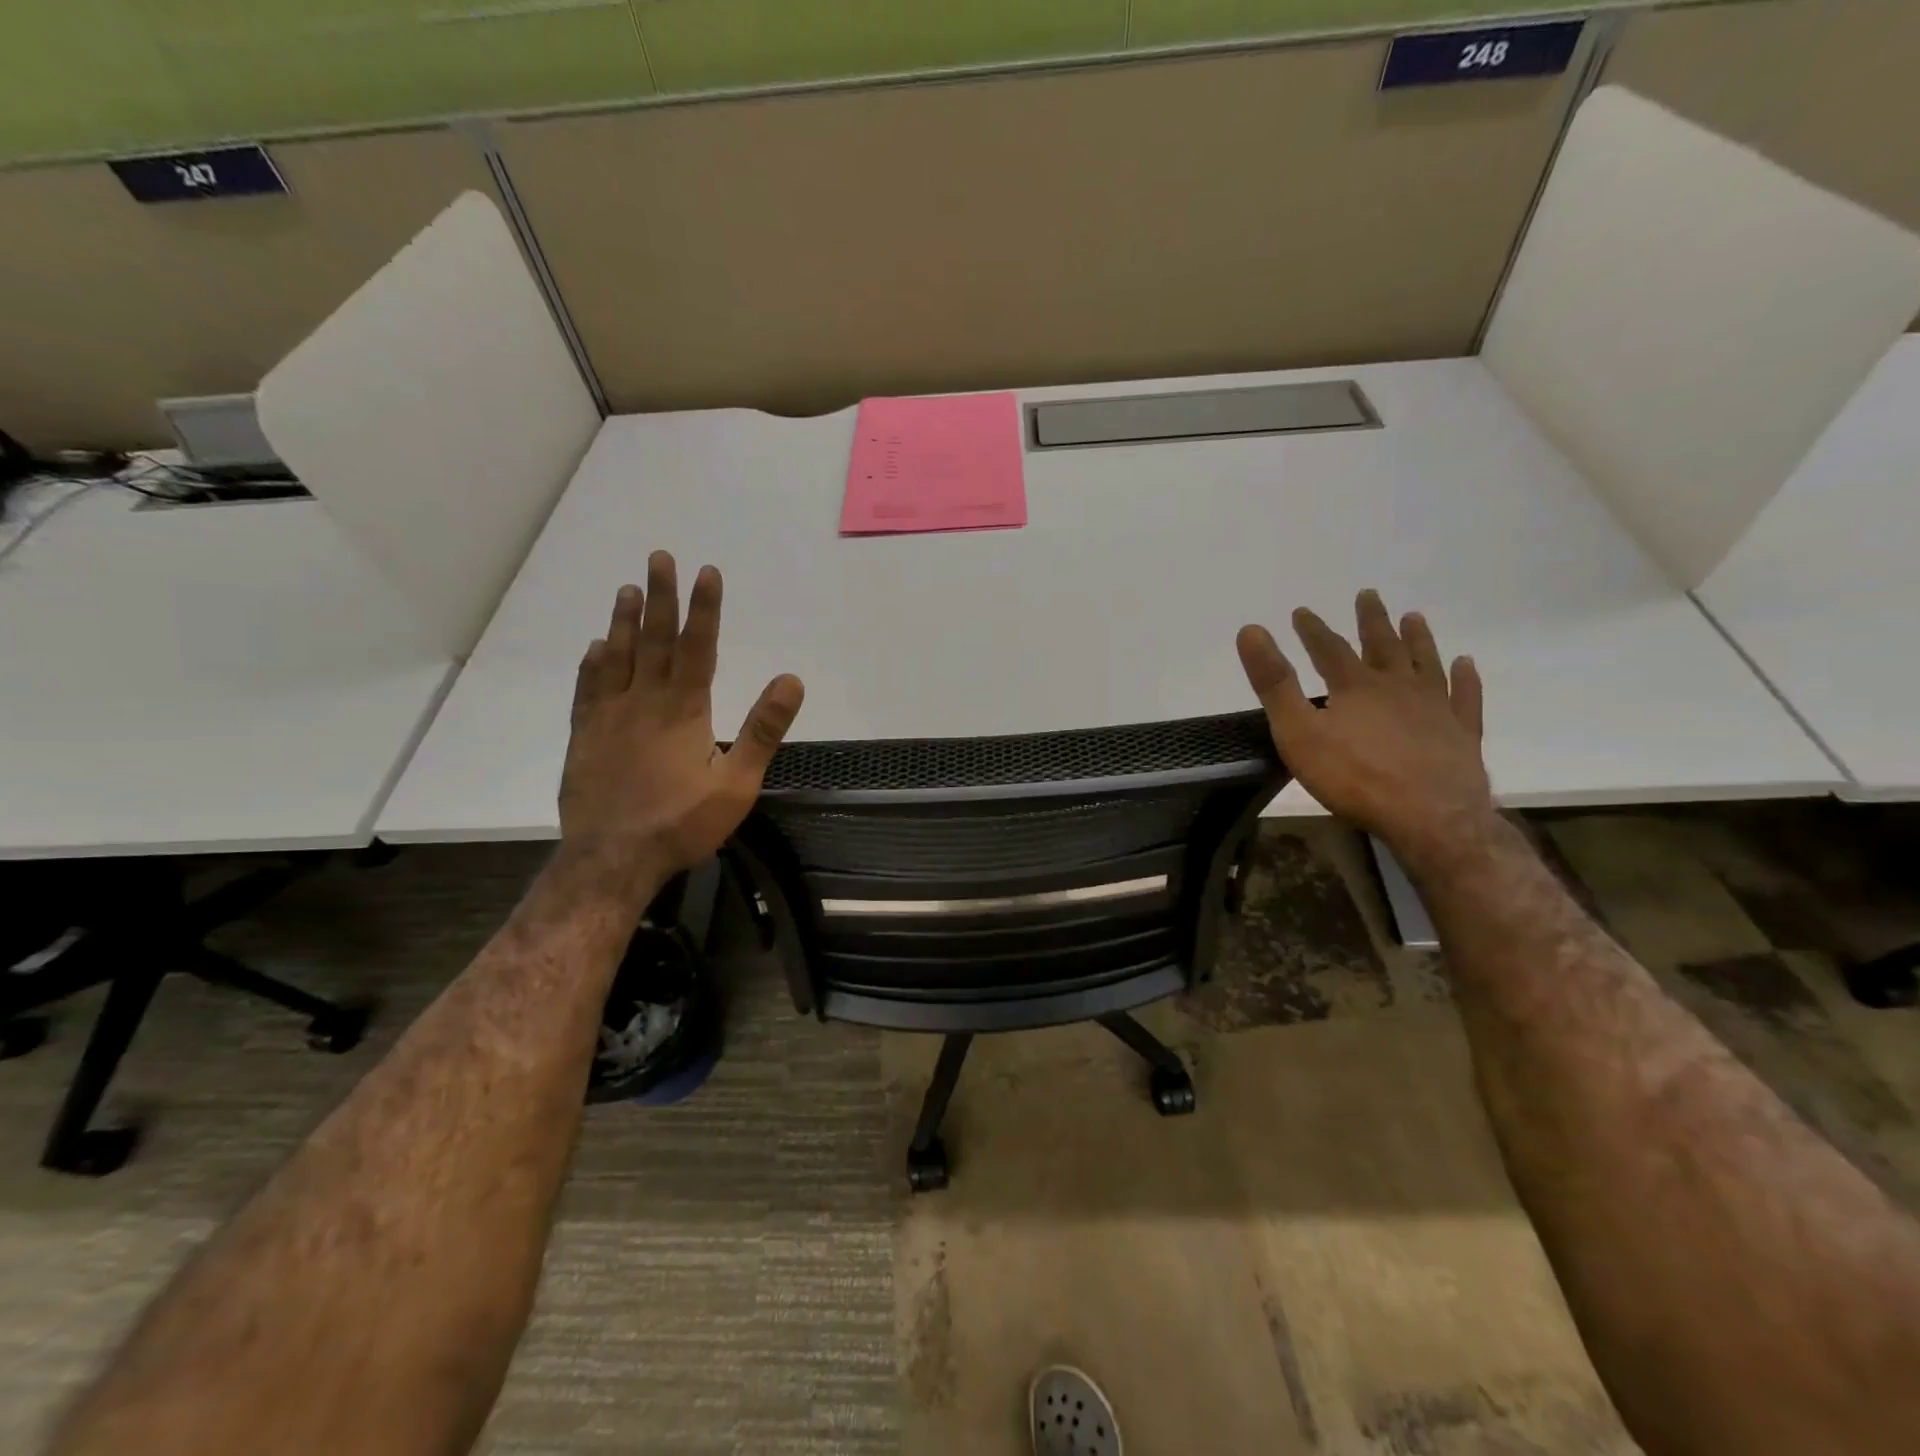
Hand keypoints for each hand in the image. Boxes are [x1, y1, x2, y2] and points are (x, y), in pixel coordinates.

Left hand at [560, 551, 803, 890]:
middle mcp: (643, 701)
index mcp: (684, 710)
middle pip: (653, 639)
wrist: (612, 860)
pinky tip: (596, 647)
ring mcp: (608, 717)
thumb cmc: (681, 823)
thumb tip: (790, 680)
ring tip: (627, 588)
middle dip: (660, 597)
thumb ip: (763, 729)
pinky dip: (593, 663)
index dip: (704, 608)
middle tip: (657, 558)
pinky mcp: (585, 737)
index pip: (697, 647)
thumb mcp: (737, 783)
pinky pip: (588, 689)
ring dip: (624, 621)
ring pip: (617, 657)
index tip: (707, 571)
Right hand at [1237, 590, 1492, 866]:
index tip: (1301, 611)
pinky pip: (1465, 697)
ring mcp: (1435, 708)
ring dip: (1418, 639)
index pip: (1329, 648)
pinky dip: (1465, 679)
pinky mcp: (1462, 733)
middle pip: (1382, 646)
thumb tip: (1251, 630)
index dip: (1313, 629)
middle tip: (1368, 595)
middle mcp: (1397, 687)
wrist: (1431, 817)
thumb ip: (1274, 683)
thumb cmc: (1354, 777)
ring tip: (1414, 617)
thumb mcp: (1298, 732)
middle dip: (1371, 621)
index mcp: (1355, 687)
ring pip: (1425, 663)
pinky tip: (1466, 665)